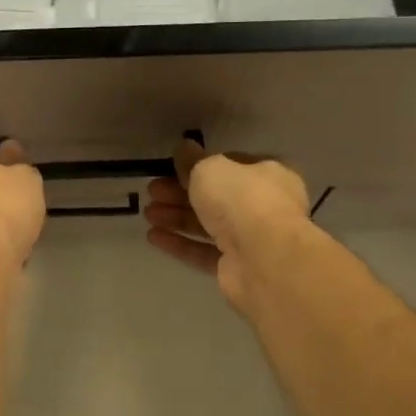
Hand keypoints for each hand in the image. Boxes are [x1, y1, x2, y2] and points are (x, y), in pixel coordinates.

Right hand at [144, 138, 310, 308]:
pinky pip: (203, 252)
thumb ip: (192, 160)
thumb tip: (183, 148)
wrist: (263, 258)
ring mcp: (251, 240)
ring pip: (208, 225)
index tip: (172, 168)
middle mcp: (264, 206)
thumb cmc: (241, 199)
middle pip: (216, 196)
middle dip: (180, 193)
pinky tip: (153, 237)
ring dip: (176, 217)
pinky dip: (179, 243)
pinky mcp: (236, 268)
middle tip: (153, 191)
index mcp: (268, 175)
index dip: (200, 166)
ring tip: (147, 214)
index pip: (231, 165)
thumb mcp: (210, 168)